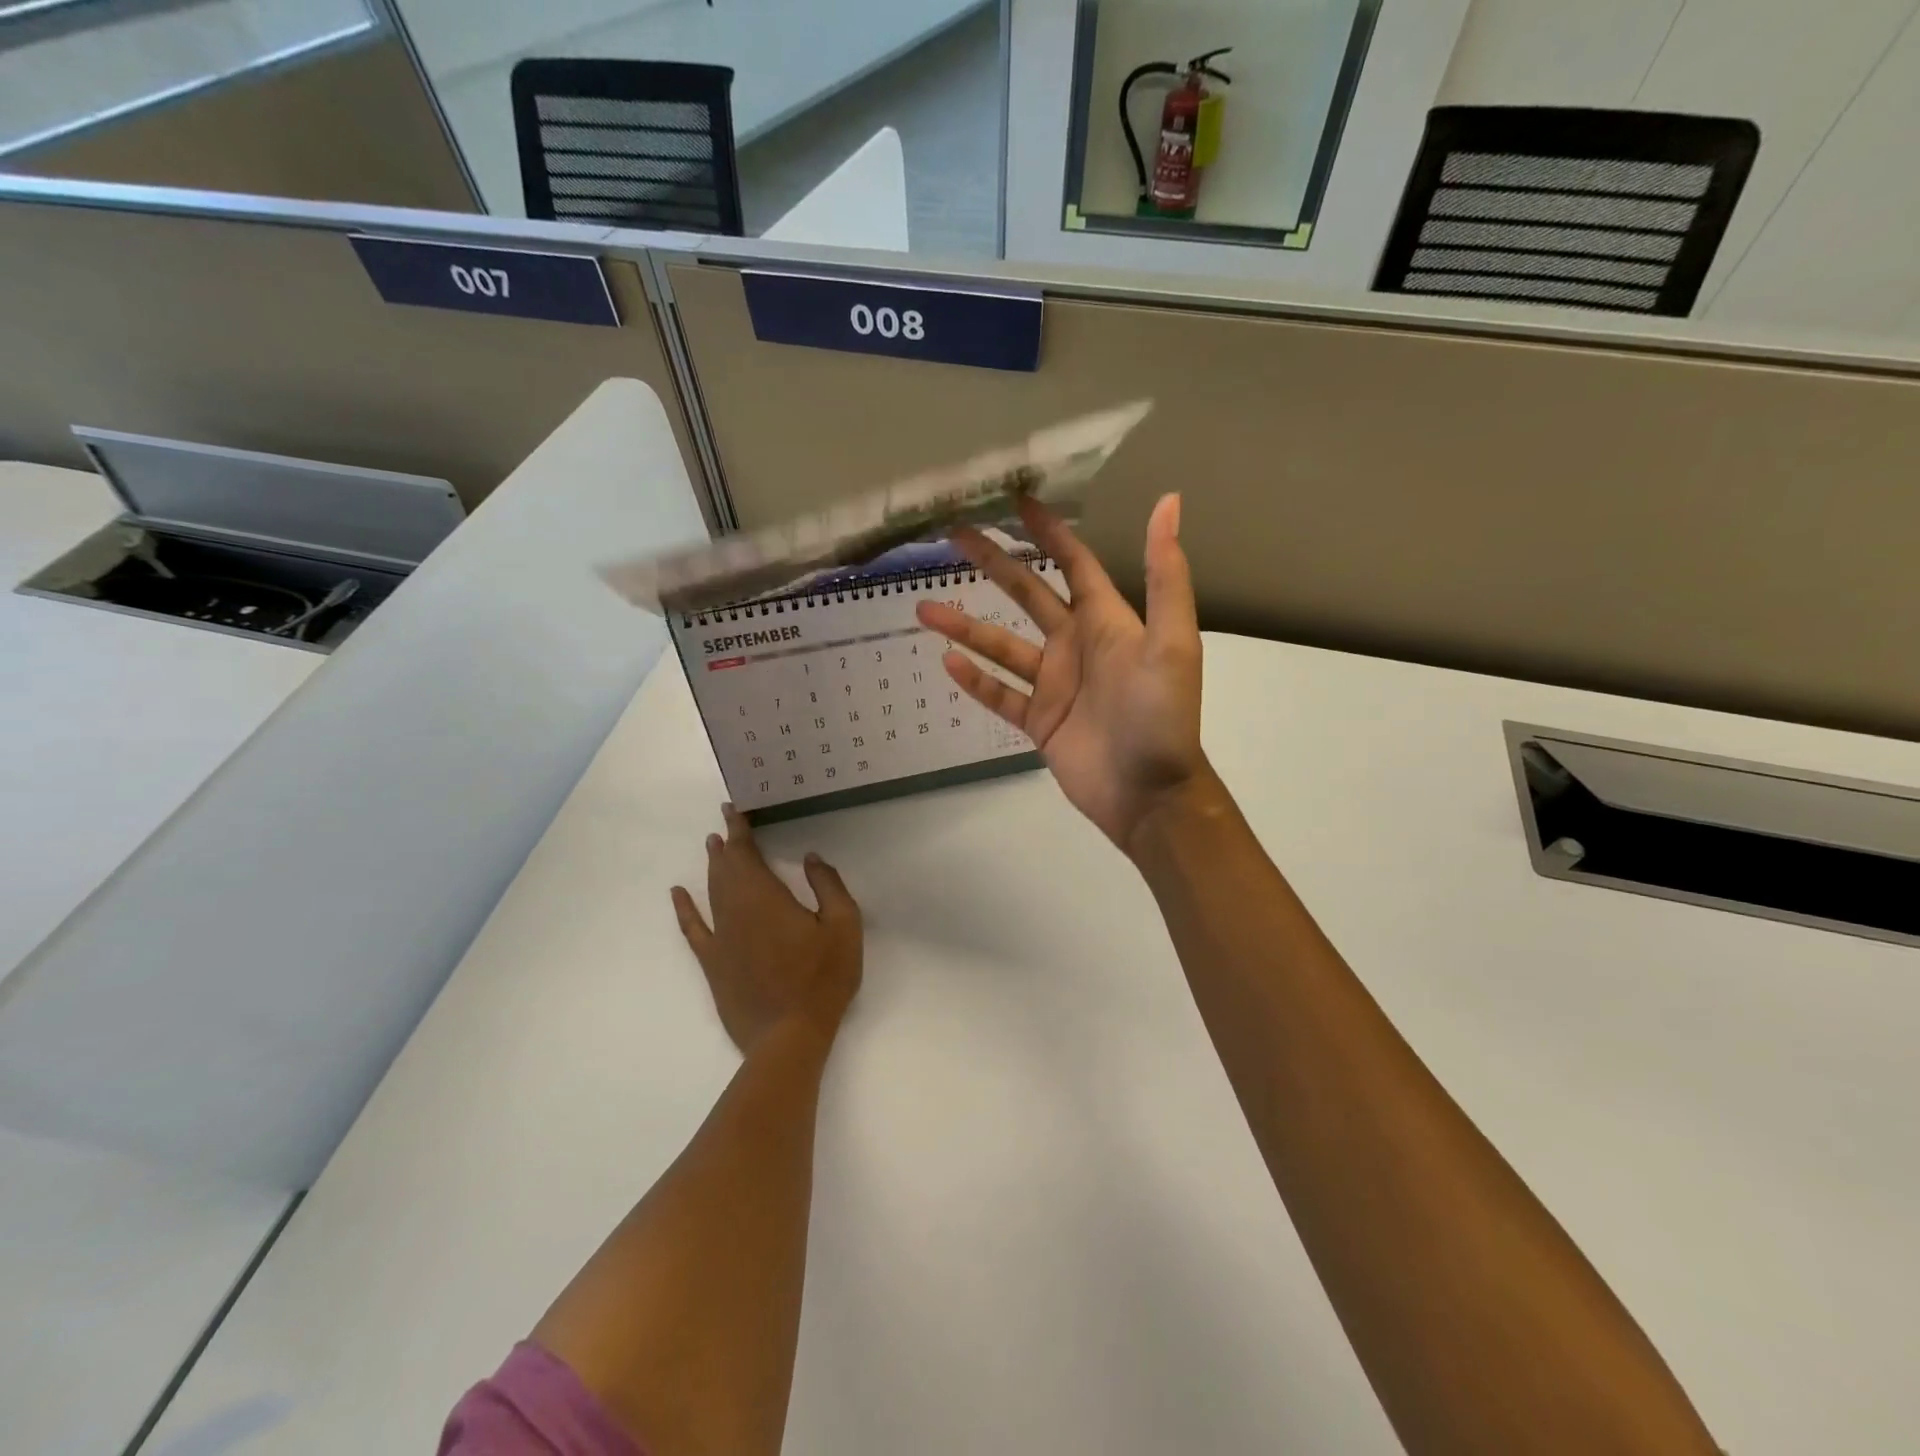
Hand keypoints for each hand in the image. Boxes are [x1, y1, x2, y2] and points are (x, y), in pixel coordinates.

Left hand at [670, 805, 862, 1055]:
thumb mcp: (843, 926)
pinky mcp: (713, 963)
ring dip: (712, 866)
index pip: (746, 852)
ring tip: (712, 846)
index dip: (739, 829)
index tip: (734, 809)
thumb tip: (811, 858)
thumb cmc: (822, 979)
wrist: (788, 1036)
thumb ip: (828, 885)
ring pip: (711, 891)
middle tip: (725, 823)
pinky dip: (684, 908)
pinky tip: (678, 894)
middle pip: (725, 868)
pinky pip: (693, 928)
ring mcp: (720, 937)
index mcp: (765, 896)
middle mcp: (735, 909)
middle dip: (725, 843)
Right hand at [915, 494, 1208, 855]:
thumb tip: (1170, 501)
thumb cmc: (1162, 716)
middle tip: (955, 535)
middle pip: (1027, 594)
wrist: (1150, 794)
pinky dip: (976, 680)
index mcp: (1106, 621)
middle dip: (994, 563)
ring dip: (966, 626)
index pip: (1073, 563)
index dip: (1049, 531)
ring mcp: (1054, 685)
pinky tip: (948, 663)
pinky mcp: (1039, 721)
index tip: (1017, 501)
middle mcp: (1076, 645)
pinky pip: (1001, 694)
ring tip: (924, 609)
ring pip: (1002, 645)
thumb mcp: (1172, 641)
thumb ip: (1165, 575)